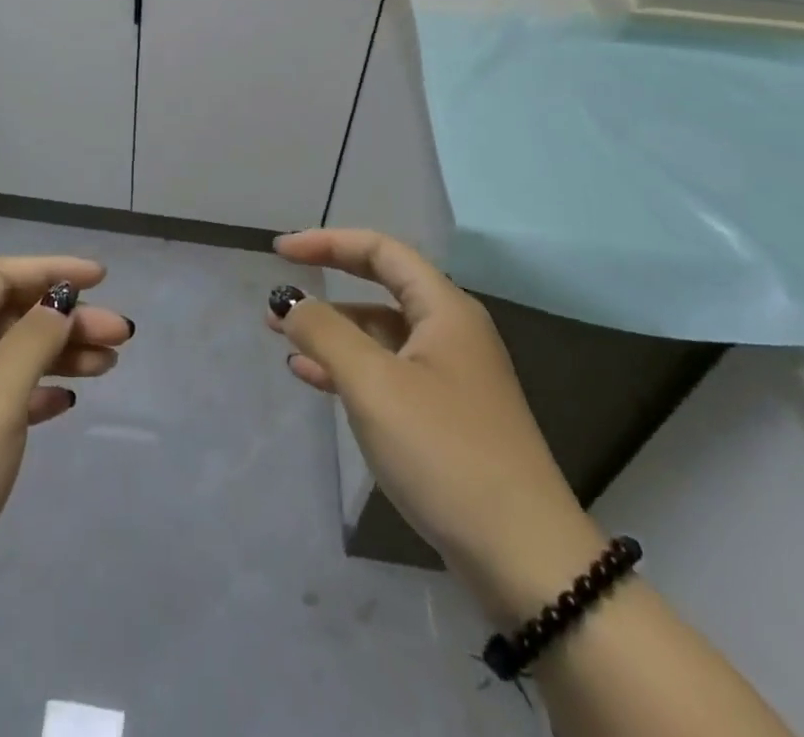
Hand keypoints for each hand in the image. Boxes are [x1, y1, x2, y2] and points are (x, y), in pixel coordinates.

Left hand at [0, 258, 131, 736]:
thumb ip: (32, 340)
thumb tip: (60, 301)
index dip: (50, 270)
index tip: (101, 278)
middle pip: (10, 315)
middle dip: (65, 318)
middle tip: (120, 335)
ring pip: (11, 356)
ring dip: (59, 353)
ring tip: (109, 364)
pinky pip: (5, 396)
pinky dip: (38, 391)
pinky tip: (68, 401)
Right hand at [269, 229, 603, 623]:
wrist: (525, 561)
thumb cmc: (445, 452)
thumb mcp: (374, 384)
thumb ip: (324, 332)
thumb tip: (288, 299)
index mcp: (445, 310)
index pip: (380, 250)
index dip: (327, 242)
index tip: (280, 252)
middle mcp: (451, 333)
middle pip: (380, 288)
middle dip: (327, 287)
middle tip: (278, 296)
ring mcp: (450, 378)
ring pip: (380, 335)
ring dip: (331, 332)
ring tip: (282, 339)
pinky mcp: (444, 417)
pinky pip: (386, 374)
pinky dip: (348, 369)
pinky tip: (312, 379)